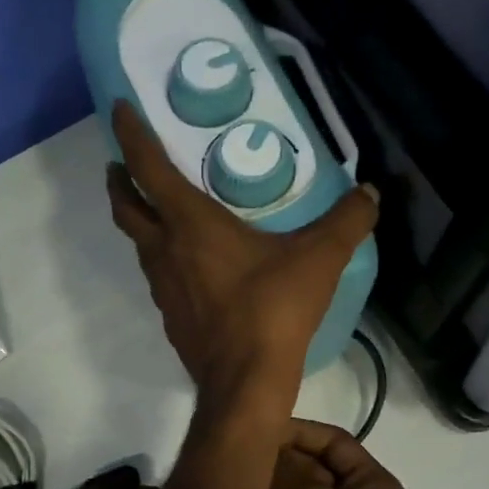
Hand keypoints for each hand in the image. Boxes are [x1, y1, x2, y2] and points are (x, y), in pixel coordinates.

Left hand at [106, 100, 377, 415]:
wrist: (245, 381)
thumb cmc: (274, 309)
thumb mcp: (320, 258)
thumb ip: (347, 220)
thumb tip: (370, 193)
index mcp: (190, 223)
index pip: (149, 166)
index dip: (130, 134)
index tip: (117, 108)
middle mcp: (165, 249)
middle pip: (126, 206)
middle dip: (120, 179)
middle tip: (122, 164)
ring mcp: (162, 287)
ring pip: (138, 244)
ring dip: (140, 221)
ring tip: (157, 211)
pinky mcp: (170, 317)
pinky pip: (158, 276)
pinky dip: (161, 258)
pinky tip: (187, 268)